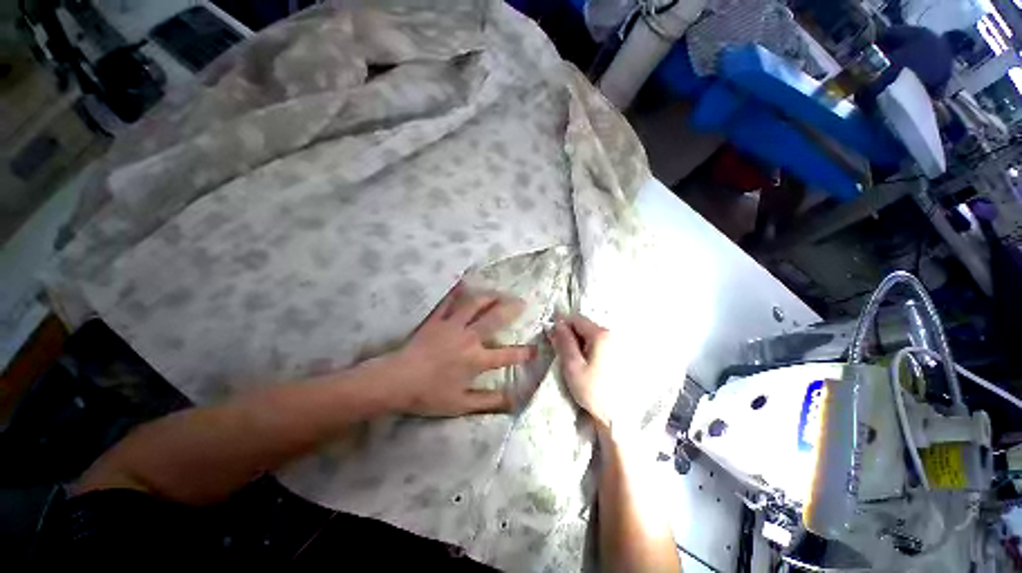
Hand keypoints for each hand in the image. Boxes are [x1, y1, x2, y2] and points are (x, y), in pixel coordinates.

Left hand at [382, 283, 535, 416]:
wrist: (396, 381)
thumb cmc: (429, 394)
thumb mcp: (461, 405)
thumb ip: (489, 402)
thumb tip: (514, 401)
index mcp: (476, 359)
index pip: (507, 355)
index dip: (524, 353)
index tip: (536, 349)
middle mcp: (468, 338)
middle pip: (495, 318)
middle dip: (511, 309)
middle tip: (522, 302)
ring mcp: (452, 325)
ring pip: (475, 304)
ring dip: (490, 296)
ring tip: (499, 292)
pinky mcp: (436, 319)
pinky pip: (448, 301)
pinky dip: (457, 291)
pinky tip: (465, 282)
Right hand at [549, 314, 616, 429]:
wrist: (618, 416)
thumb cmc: (593, 391)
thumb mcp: (573, 366)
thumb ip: (564, 342)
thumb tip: (557, 324)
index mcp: (601, 335)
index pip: (576, 319)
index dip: (562, 326)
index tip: (553, 338)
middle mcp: (612, 334)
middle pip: (585, 326)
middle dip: (571, 335)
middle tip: (563, 353)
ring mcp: (618, 343)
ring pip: (591, 335)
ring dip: (580, 343)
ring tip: (575, 361)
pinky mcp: (620, 353)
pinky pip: (599, 343)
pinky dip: (589, 348)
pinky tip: (587, 364)